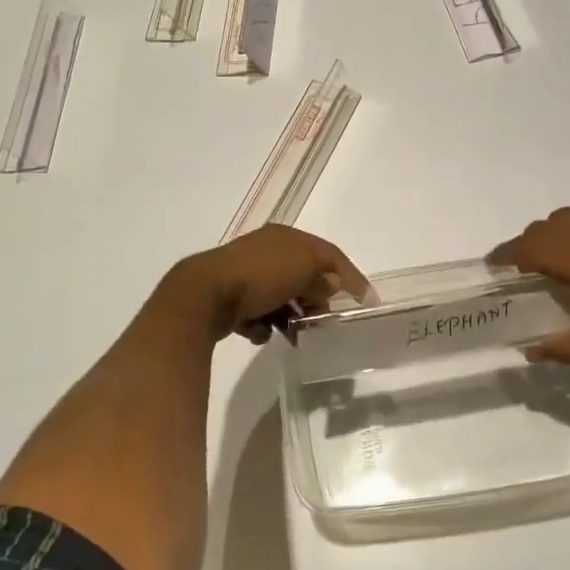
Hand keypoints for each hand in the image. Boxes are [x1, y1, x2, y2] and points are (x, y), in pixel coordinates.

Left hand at [162, 224, 370, 343]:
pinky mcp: (228, 298)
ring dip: (290, 314)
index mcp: (285, 236)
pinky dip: (263, 324)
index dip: (349, 275)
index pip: (328, 253)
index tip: (364, 300)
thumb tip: (329, 286)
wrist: (205, 295)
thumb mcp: (304, 268)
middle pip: (303, 275)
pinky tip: (262, 332)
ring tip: (293, 332)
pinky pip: (257, 313)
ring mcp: (244, 273)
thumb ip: (324, 275)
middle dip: (316, 298)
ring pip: (280, 296)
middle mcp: (265, 250)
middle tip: (323, 319)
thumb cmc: (261, 276)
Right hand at [490, 196, 569, 363]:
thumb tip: (530, 351)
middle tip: (534, 274)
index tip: (495, 269)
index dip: (502, 257)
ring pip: (564, 217)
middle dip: (529, 248)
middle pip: (539, 230)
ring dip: (556, 235)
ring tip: (568, 260)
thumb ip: (563, 348)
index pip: (520, 248)